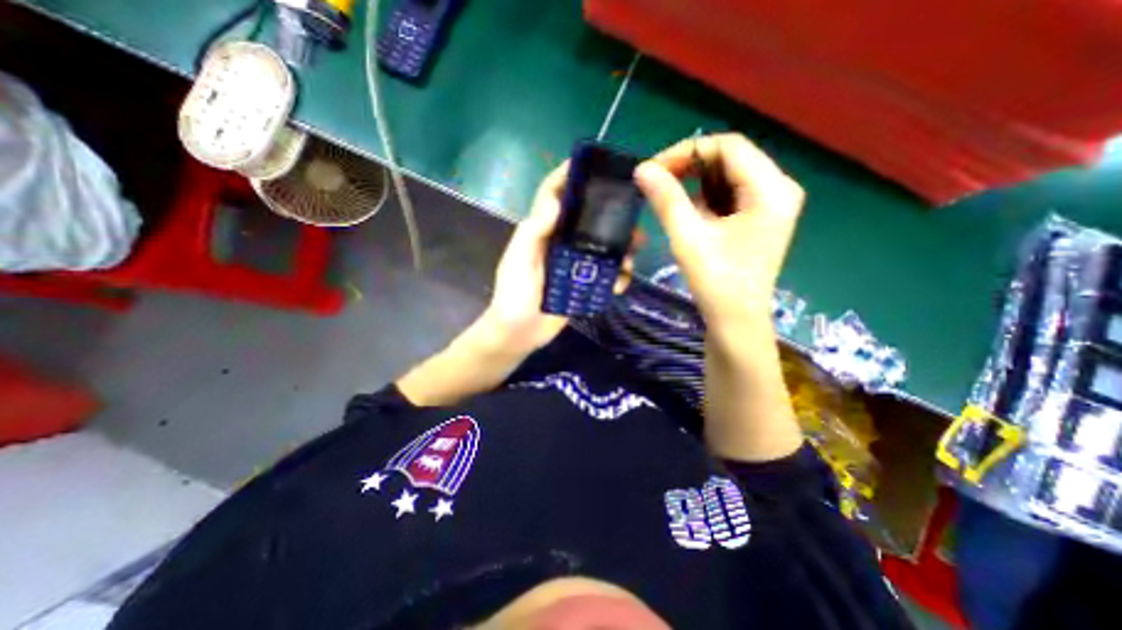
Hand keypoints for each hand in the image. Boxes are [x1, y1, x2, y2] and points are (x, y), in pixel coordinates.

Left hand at [470, 166, 630, 355]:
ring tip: (633, 254)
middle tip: (632, 216)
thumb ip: (535, 230)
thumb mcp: (519, 259)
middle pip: (587, 219)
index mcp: (542, 231)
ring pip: (601, 247)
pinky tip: (621, 283)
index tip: (594, 165)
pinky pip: (604, 275)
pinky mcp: (582, 285)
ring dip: (619, 248)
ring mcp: (573, 265)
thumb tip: (557, 199)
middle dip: (609, 215)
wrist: (519, 333)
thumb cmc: (513, 293)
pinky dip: (615, 277)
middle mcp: (560, 242)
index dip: (569, 176)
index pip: (555, 195)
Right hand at [635, 133, 800, 328]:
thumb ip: (666, 199)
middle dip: (690, 166)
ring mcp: (770, 204)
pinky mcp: (758, 218)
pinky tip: (688, 215)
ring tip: (667, 198)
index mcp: (771, 189)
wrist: (736, 322)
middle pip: (730, 158)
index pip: (728, 146)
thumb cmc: (716, 283)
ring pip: (727, 176)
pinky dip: (704, 198)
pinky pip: (728, 195)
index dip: (687, 151)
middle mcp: (778, 189)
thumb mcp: (688, 238)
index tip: (653, 169)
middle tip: (656, 182)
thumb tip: (642, 169)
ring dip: (694, 182)